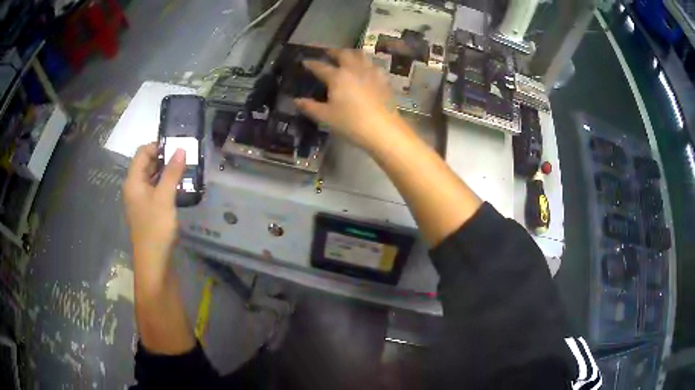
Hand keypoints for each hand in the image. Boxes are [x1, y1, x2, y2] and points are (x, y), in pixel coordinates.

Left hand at [123, 143, 185, 289]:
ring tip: (184, 169)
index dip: (158, 146)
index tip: (177, 146)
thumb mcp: (164, 198)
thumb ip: (172, 172)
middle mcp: (134, 187)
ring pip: (151, 177)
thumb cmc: (155, 228)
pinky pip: (154, 189)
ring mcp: (140, 199)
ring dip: (166, 171)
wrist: (153, 261)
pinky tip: (178, 186)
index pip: (142, 152)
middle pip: (146, 163)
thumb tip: (181, 148)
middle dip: (164, 158)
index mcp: (133, 181)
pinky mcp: (147, 209)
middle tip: (184, 156)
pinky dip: (165, 184)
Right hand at [295, 49, 398, 149]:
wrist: (383, 129)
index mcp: (337, 77)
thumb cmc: (351, 123)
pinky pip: (374, 65)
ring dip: (351, 53)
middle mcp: (354, 69)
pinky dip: (367, 63)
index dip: (311, 64)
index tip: (305, 61)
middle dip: (334, 52)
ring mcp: (371, 72)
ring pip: (361, 56)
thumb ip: (309, 107)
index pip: (320, 67)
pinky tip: (367, 69)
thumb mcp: (326, 117)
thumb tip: (295, 100)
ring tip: (347, 56)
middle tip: (328, 52)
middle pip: (343, 54)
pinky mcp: (383, 80)